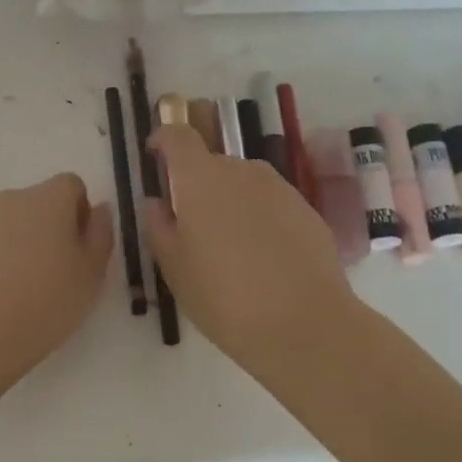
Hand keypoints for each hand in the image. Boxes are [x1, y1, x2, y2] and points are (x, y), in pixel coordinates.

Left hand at [0, 173, 114, 379]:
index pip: (71, 185)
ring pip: (5, 226)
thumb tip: (98, 210)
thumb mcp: (92, 273)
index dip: (79, 213)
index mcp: (48, 200)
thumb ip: (100, 234)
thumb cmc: (47, 301)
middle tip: (52, 275)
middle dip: (46, 229)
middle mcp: (9, 200)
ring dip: (15, 246)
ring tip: (18, 292)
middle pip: (36, 204)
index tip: (79, 249)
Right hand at [144, 125, 360, 377]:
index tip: (154, 156)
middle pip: (211, 162)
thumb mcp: (174, 268)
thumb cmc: (223, 297)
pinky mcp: (307, 210)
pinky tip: (260, 258)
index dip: (163, 140)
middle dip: (196, 183)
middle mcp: (242, 171)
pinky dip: (258, 218)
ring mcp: (279, 188)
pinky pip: (270, 203)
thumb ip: (159, 227)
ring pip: (243, 183)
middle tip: (189, 224)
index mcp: (201, 179)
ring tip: (227, 246)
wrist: (304, 324)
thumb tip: (157, 203)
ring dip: (229, 201)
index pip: (178, 137)